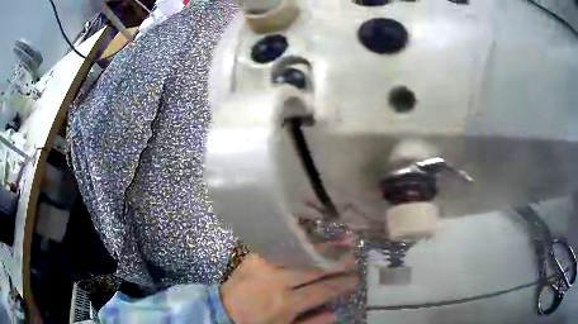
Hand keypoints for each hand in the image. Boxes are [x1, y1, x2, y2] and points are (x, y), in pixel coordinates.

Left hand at [221, 254, 357, 323]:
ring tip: (341, 241)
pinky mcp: (253, 257)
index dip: (343, 284)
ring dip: (323, 247)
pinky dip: (298, 243)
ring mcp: (264, 266)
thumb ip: (311, 323)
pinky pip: (280, 246)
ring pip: (300, 253)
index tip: (356, 279)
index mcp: (287, 303)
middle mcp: (278, 281)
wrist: (221, 311)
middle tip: (354, 256)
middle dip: (338, 261)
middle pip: (314, 267)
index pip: (323, 290)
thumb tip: (337, 313)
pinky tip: (311, 238)